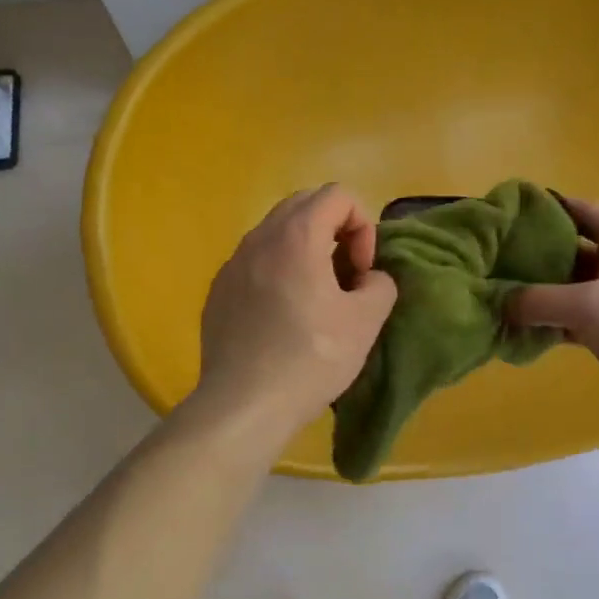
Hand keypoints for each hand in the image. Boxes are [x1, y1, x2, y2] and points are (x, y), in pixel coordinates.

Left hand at [191, 185, 397, 443]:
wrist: (244, 404)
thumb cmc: (310, 359)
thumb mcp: (366, 322)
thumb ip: (380, 284)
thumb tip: (368, 278)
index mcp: (297, 236)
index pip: (337, 194)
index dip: (362, 226)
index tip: (360, 271)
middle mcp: (259, 238)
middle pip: (304, 204)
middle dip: (334, 230)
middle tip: (344, 276)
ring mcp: (232, 264)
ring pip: (276, 233)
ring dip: (305, 250)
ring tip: (316, 297)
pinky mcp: (218, 291)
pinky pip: (255, 262)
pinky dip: (277, 271)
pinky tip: (282, 317)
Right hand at [509, 197, 598, 428]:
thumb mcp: (587, 305)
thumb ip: (537, 299)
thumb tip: (498, 301)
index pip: (576, 209)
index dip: (541, 207)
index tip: (502, 215)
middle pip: (568, 248)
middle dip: (531, 253)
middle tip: (491, 259)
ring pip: (569, 286)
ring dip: (538, 292)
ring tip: (497, 294)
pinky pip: (575, 317)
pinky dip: (551, 321)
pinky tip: (520, 329)